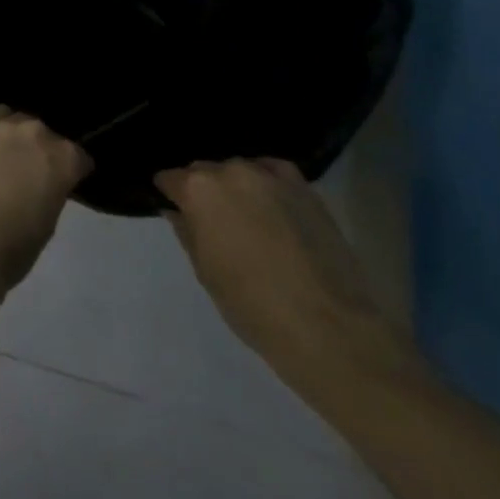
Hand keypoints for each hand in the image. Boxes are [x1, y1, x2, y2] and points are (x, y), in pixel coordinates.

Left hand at [0, 106, 90, 293]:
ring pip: (13, 120)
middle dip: (41, 151)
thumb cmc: (10, 248)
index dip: (73, 172)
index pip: (78, 157)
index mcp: (63, 159)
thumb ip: (50, 191)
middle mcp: (34, 132)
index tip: (65, 184)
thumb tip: (42, 184)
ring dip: (13, 137)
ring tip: (3, 158)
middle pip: (44, 134)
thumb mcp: (47, 223)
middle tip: (30, 173)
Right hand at [155, 159, 421, 400]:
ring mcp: (270, 176)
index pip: (170, 179)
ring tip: (245, 215)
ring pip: (239, 170)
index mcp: (198, 190)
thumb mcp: (206, 273)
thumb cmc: (253, 306)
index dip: (169, 195)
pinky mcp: (304, 188)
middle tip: (211, 220)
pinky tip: (270, 204)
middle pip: (205, 171)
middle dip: (202, 190)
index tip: (174, 209)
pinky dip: (266, 182)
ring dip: (235, 186)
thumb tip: (176, 211)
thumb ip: (187, 232)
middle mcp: (230, 171)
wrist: (330, 328)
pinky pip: (274, 172)